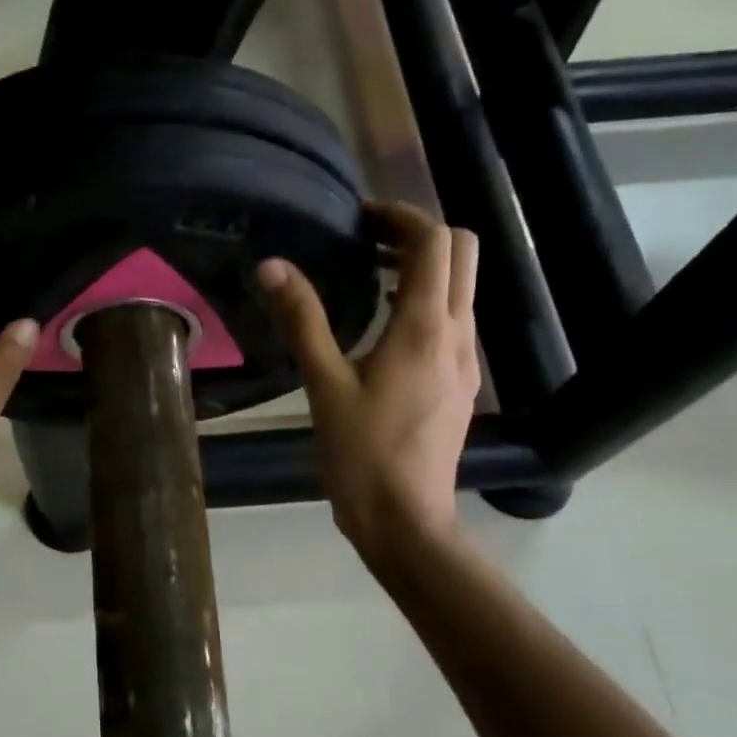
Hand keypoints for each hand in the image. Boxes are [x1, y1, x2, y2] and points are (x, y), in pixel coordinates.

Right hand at [258, 202, 480, 568]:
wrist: (405, 520)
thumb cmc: (361, 454)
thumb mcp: (324, 385)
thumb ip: (302, 320)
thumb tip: (272, 266)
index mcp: (423, 328)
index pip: (435, 242)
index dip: (402, 216)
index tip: (361, 217)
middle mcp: (455, 334)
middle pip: (462, 253)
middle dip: (420, 234)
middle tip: (368, 241)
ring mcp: (464, 361)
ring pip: (462, 287)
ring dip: (424, 266)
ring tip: (370, 274)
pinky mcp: (461, 383)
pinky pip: (453, 320)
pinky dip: (426, 300)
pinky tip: (384, 326)